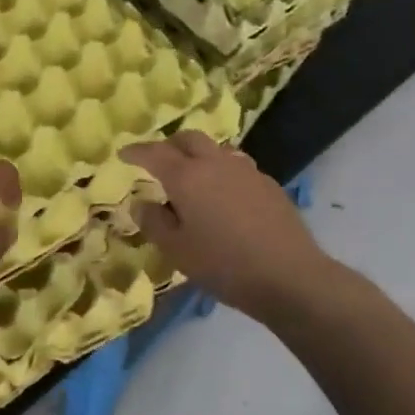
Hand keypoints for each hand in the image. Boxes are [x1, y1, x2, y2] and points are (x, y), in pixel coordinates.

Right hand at [121, 132, 327, 321]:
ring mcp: (245, 170)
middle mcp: (215, 163)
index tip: (124, 154)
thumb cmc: (224, 265)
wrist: (290, 276)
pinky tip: (225, 194)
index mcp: (187, 176)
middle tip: (159, 161)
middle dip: (169, 145)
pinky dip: (222, 171)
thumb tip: (141, 202)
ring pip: (215, 149)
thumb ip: (154, 222)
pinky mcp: (268, 183)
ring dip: (198, 155)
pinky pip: (236, 165)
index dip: (137, 151)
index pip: (155, 153)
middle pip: (188, 139)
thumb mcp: (178, 251)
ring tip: (193, 176)